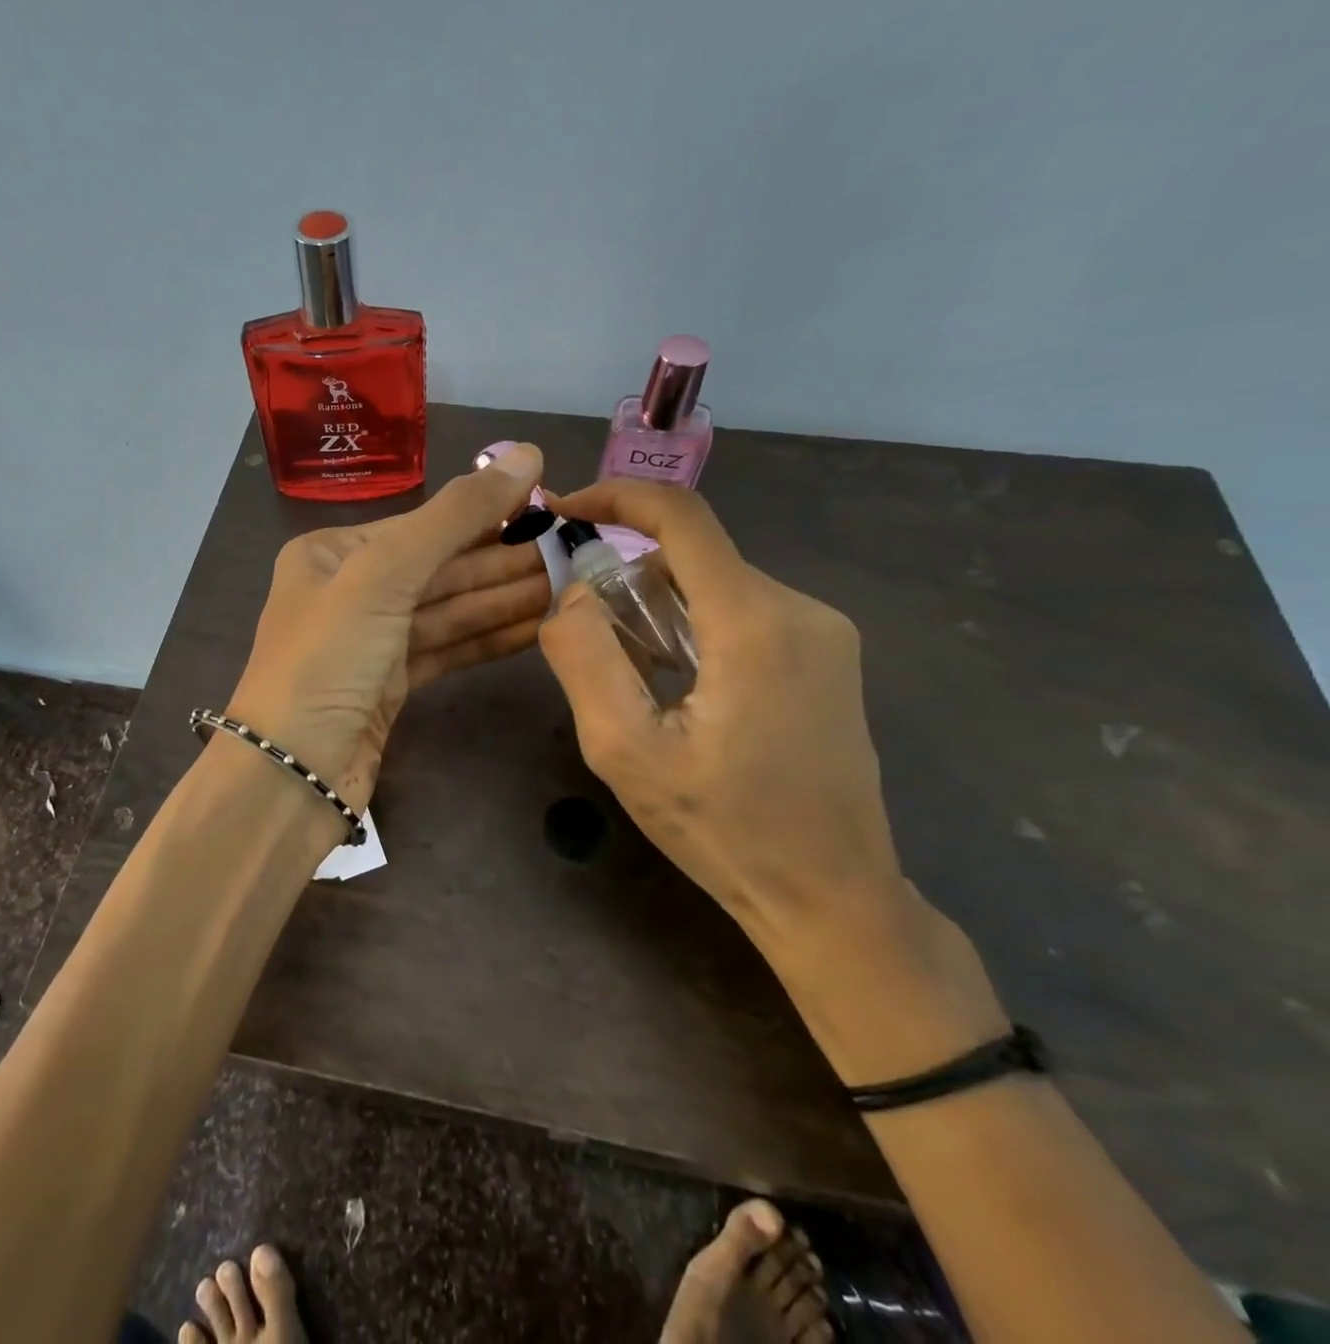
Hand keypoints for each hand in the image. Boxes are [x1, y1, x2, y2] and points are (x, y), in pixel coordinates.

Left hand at [227, 444, 549, 818]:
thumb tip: (527, 453)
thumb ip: (455, 517)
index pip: (423, 525)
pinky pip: (449, 648)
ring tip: (572, 584)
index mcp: (333, 553)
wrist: (291, 774)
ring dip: (507, 598)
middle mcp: (350, 590)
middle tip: (575, 550)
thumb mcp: (384, 575)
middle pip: (441, 567)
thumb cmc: (327, 661)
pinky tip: (539, 626)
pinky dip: (490, 638)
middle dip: (505, 561)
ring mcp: (372, 641)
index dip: (488, 515)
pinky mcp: (392, 685)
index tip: (551, 505)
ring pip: (450, 609)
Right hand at [538, 479, 905, 952]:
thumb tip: (572, 593)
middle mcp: (799, 609)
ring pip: (715, 585)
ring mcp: (822, 632)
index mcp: (753, 623)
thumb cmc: (722, 829)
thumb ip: (584, 657)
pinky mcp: (826, 657)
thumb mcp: (624, 750)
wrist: (831, 896)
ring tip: (630, 677)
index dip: (616, 497)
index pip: (682, 517)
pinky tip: (677, 687)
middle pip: (694, 556)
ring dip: (658, 608)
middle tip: (582, 631)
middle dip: (627, 574)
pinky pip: (742, 613)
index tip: (563, 512)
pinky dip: (693, 627)